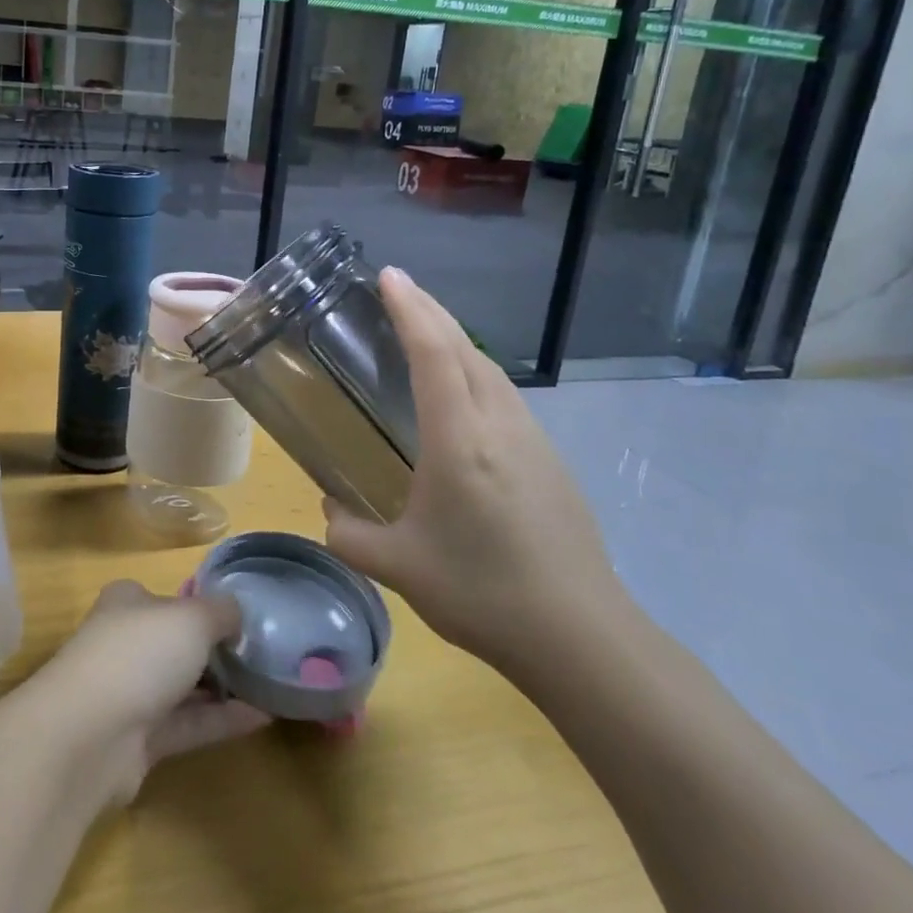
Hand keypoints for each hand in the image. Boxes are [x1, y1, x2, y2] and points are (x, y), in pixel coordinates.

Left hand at [30, 581, 269, 804]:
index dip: (204, 605)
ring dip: (224, 687)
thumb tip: (237, 613)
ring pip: (184, 686)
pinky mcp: (138, 741)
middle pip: (177, 643)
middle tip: (265, 653)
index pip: (169, 598)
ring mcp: (130, 693)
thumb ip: (221, 612)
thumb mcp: (192, 618)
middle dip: (217, 649)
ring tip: (272, 685)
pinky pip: (188, 724)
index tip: (243, 617)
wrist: (89, 736)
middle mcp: (126, 643)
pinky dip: (221, 720)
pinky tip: (262, 718)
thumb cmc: (139, 654)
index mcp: (128, 602)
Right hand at [320, 268, 624, 673]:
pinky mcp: (550, 461)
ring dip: (455, 338)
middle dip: (430, 311)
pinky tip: (462, 394)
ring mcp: (532, 440)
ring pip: (490, 369)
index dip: (411, 309)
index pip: (435, 354)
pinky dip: (475, 371)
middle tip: (398, 288)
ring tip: (425, 329)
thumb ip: (350, 535)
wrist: (581, 636)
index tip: (389, 276)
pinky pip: (505, 395)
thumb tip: (331, 512)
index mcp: (460, 440)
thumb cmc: (481, 593)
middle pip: (465, 348)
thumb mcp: (398, 566)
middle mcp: (500, 425)